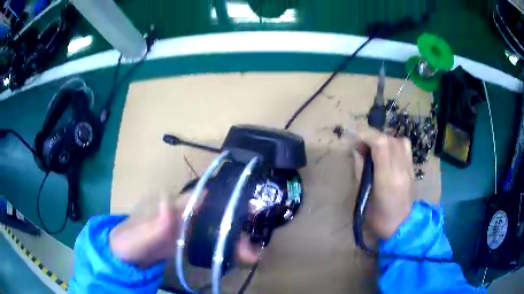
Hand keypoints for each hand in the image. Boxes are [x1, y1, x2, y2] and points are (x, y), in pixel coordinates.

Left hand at [109, 190, 260, 267]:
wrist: (127, 256)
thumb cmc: (128, 241)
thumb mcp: (138, 236)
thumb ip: (154, 224)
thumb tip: (169, 200)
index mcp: (171, 205)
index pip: (200, 197)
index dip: (223, 199)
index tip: (246, 206)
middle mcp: (183, 213)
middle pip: (214, 214)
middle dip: (235, 225)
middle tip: (254, 241)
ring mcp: (187, 228)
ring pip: (216, 228)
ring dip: (235, 239)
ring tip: (253, 254)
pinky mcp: (189, 241)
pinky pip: (211, 242)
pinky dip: (226, 248)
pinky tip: (239, 257)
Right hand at [355, 128, 413, 238]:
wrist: (402, 227)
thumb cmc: (379, 218)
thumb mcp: (364, 196)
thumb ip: (361, 170)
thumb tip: (356, 151)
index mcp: (387, 178)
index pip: (380, 144)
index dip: (366, 135)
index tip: (354, 136)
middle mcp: (401, 169)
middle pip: (389, 139)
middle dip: (372, 136)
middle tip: (360, 145)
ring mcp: (409, 168)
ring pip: (398, 140)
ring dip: (383, 139)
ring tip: (374, 148)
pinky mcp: (412, 169)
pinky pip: (405, 147)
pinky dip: (394, 143)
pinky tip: (387, 152)